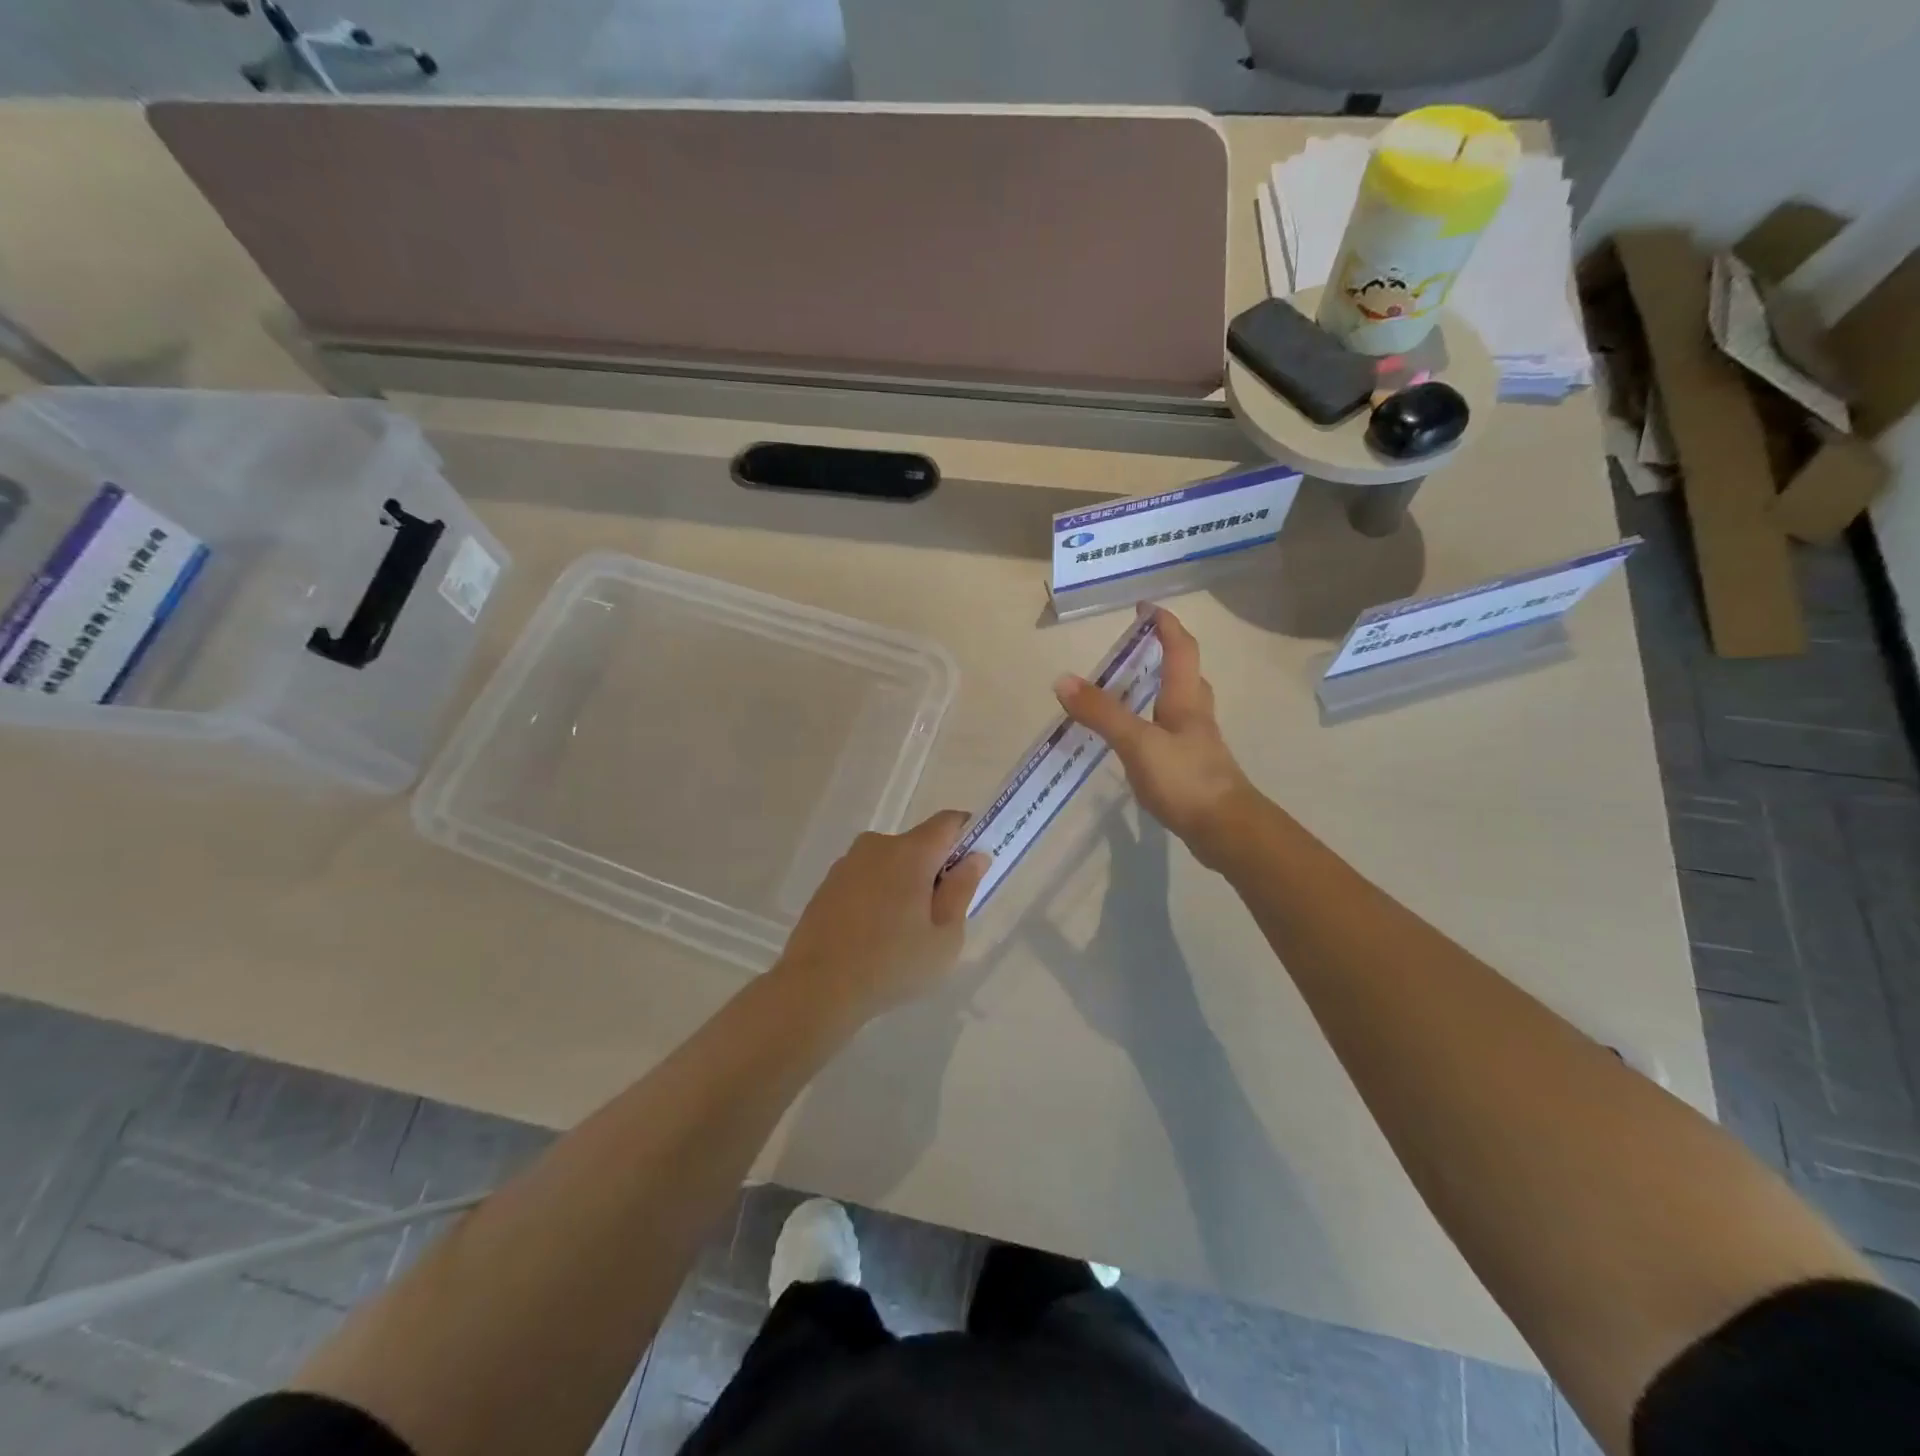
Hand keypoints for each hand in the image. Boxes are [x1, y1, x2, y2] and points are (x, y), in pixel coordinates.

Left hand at [773, 810, 988, 1021]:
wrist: (815, 989)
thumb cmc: (892, 964)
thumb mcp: (944, 937)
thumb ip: (962, 890)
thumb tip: (975, 858)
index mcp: (910, 852)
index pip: (949, 822)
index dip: (968, 836)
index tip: (973, 866)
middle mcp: (877, 845)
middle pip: (919, 844)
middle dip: (935, 869)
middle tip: (939, 915)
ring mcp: (848, 863)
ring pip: (891, 862)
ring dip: (904, 883)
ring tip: (902, 932)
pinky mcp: (828, 884)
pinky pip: (866, 878)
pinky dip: (878, 895)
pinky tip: (874, 935)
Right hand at [1054, 607, 1259, 869]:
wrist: (1226, 830)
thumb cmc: (1185, 779)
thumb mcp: (1137, 743)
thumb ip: (1101, 713)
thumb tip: (1062, 680)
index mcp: (1185, 700)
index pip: (1180, 648)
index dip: (1164, 624)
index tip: (1144, 607)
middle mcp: (1195, 716)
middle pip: (1186, 674)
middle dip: (1164, 655)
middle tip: (1134, 650)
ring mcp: (1196, 744)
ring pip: (1180, 706)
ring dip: (1159, 691)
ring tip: (1128, 691)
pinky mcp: (1192, 769)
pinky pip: (1171, 734)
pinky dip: (1153, 726)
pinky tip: (1136, 741)